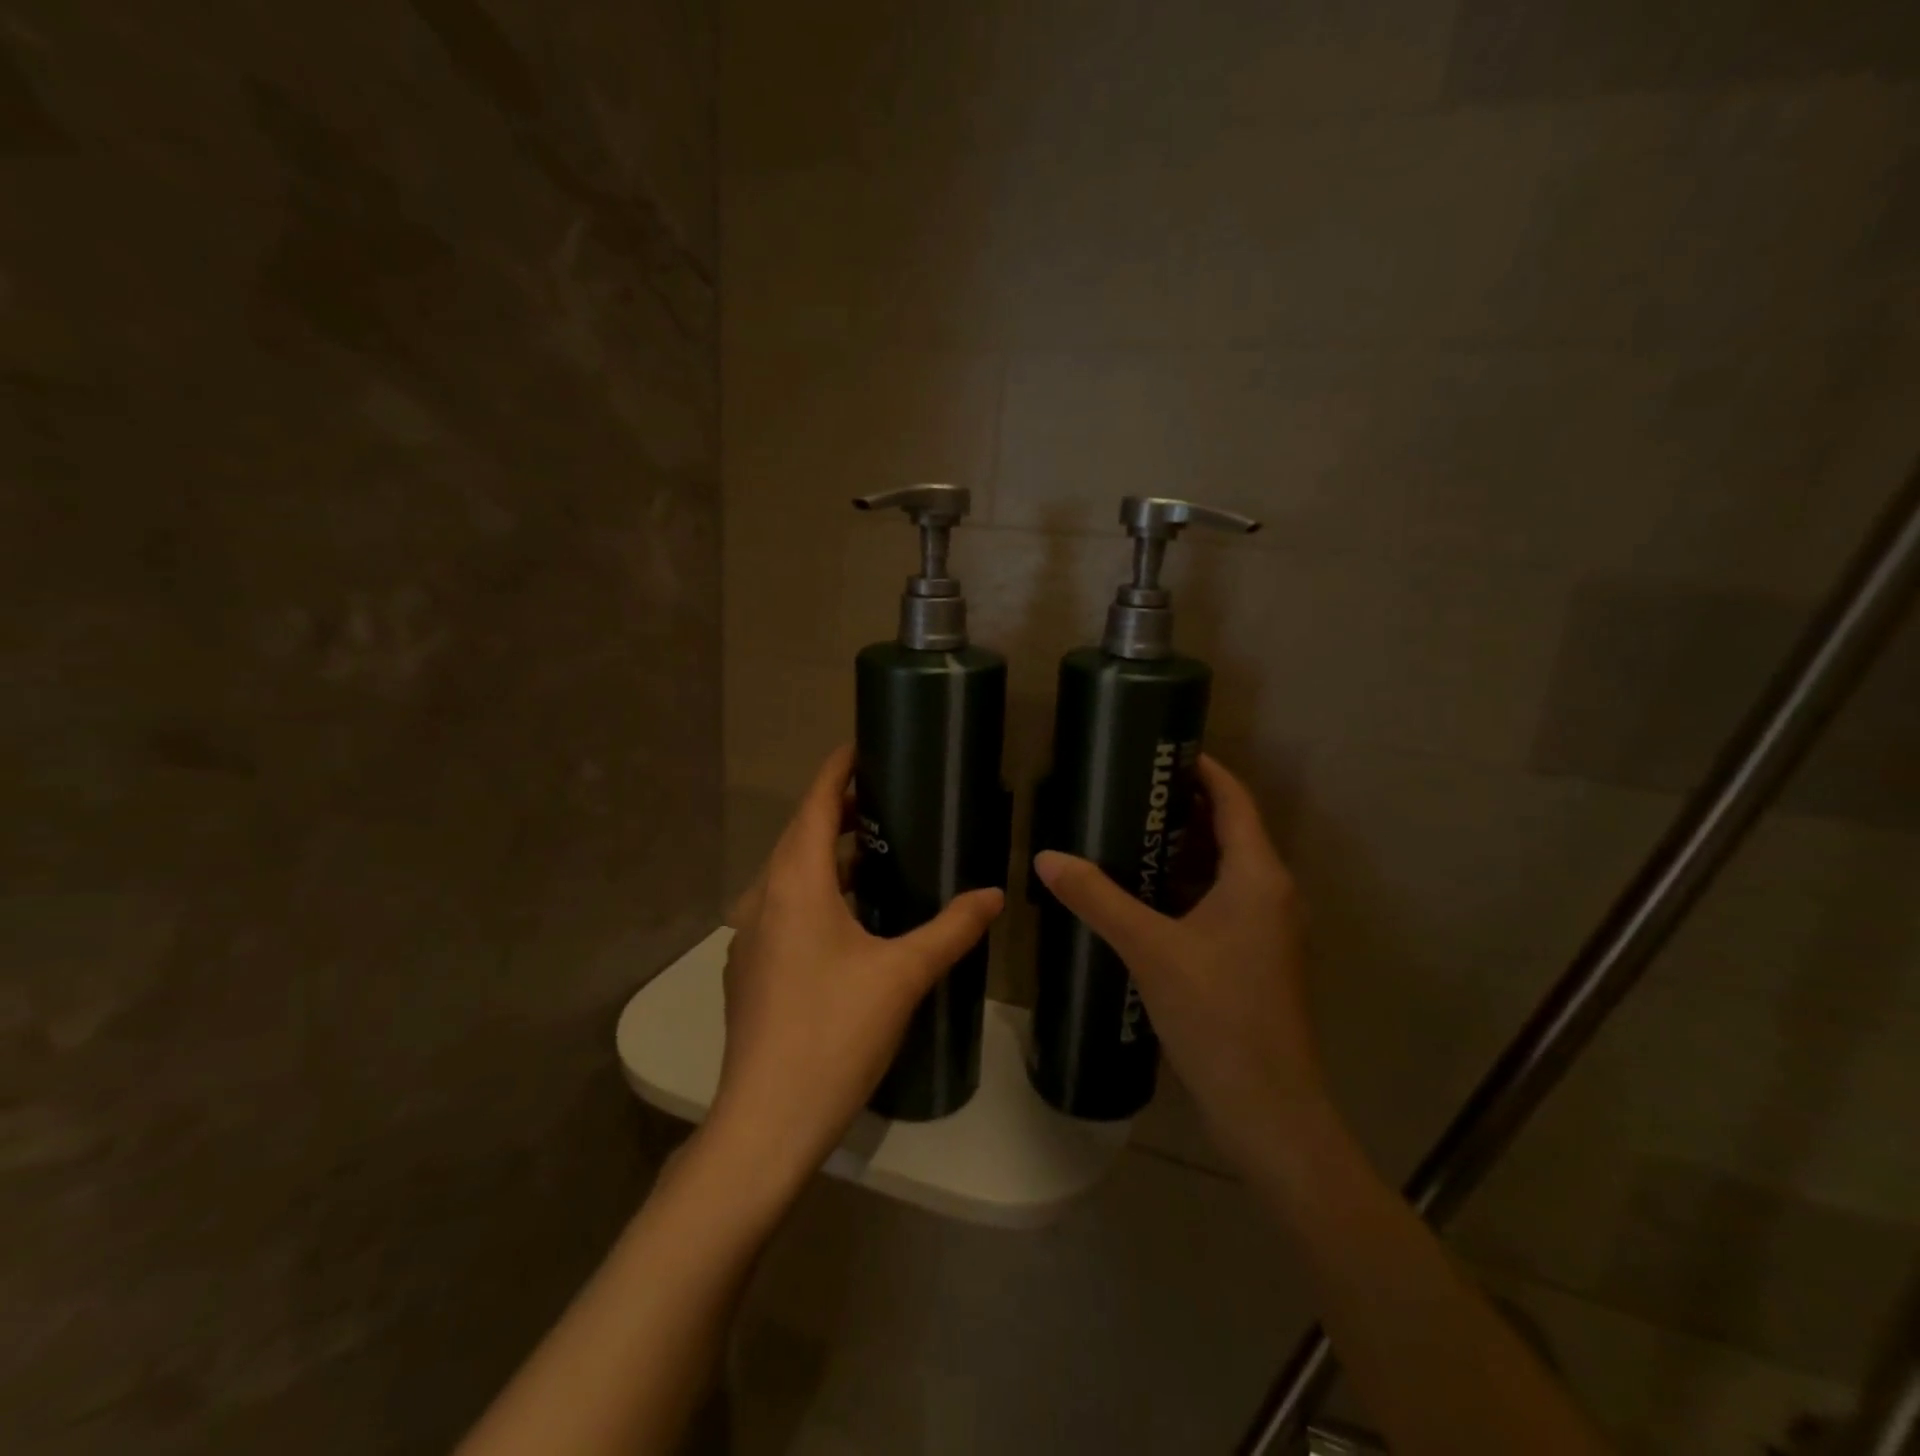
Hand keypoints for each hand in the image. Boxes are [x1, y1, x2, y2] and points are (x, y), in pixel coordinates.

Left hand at [707, 745, 1003, 1200]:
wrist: (766, 1120)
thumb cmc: (835, 1034)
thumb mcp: (903, 975)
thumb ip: (951, 929)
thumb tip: (993, 894)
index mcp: (796, 884)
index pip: (815, 805)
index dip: (837, 771)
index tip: (863, 747)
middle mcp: (763, 898)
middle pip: (800, 835)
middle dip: (839, 811)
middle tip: (886, 799)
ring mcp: (750, 936)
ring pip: (789, 875)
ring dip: (828, 855)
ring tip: (876, 853)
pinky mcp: (750, 969)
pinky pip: (783, 908)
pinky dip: (814, 892)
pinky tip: (848, 918)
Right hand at [1033, 755, 1324, 1172]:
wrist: (1269, 1109)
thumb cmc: (1218, 1015)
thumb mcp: (1149, 949)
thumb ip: (1097, 899)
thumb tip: (1047, 857)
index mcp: (1258, 876)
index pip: (1234, 800)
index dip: (1203, 770)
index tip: (1161, 751)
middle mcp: (1271, 893)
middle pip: (1229, 831)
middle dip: (1182, 808)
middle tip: (1127, 791)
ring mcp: (1267, 929)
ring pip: (1223, 870)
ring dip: (1181, 850)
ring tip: (1126, 834)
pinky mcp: (1254, 958)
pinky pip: (1220, 902)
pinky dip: (1185, 888)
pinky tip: (1142, 896)